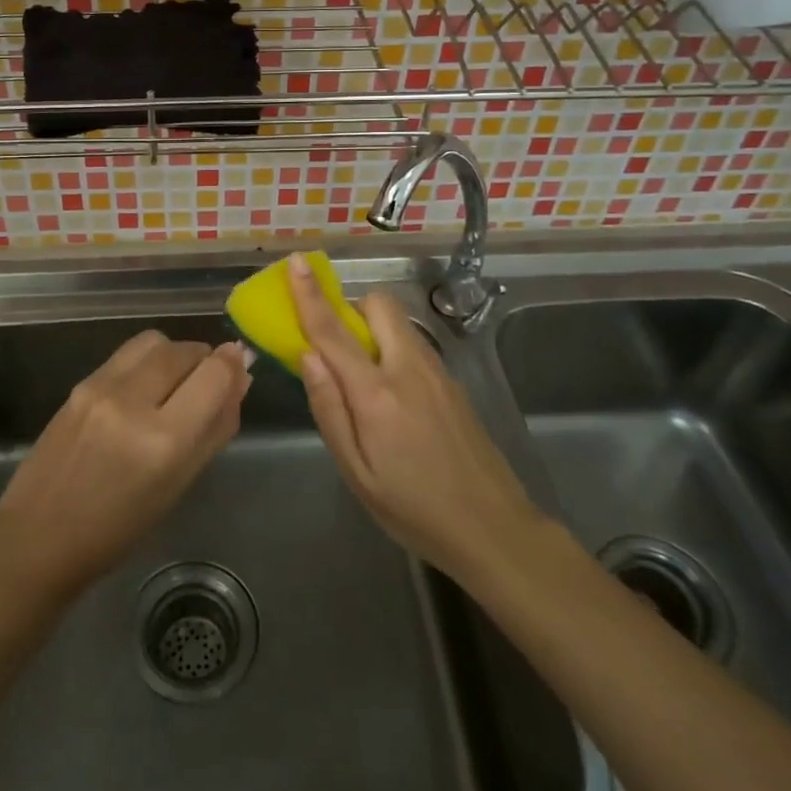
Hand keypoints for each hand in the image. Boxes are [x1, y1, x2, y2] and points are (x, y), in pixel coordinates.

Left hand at [0, 331, 249, 595]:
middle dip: (204, 359)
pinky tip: (142, 391)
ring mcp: (100, 387)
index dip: (233, 364)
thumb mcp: (180, 485)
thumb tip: (241, 378)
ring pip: (155, 341)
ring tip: (173, 384)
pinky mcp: (79, 383)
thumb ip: (216, 428)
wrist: (38, 536)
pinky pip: (127, 354)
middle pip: (185, 350)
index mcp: (163, 440)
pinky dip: (147, 361)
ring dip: (175, 354)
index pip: (214, 374)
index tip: (240, 368)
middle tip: (207, 383)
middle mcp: (131, 401)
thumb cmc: (119, 528)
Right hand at [288, 254, 546, 587]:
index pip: (333, 331)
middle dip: (351, 308)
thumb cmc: (413, 509)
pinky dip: (393, 347)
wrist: (493, 528)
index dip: (309, 294)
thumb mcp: (356, 472)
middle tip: (338, 344)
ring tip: (364, 375)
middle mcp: (408, 369)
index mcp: (376, 393)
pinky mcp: (454, 383)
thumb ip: (329, 409)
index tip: (296, 262)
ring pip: (399, 323)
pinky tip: (395, 397)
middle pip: (378, 305)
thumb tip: (307, 355)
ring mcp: (437, 372)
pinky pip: (414, 345)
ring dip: (373, 328)